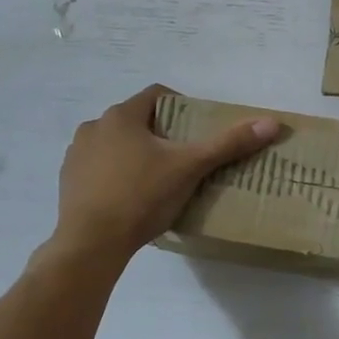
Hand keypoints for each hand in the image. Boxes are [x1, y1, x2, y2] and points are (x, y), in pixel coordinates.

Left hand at [50, 85, 280, 261]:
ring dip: (135, 154)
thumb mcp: (190, 168)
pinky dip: (115, 175)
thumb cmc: (142, 197)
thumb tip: (271, 122)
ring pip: (115, 144)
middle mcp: (94, 126)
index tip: (196, 130)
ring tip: (157, 180)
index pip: (156, 95)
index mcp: (121, 116)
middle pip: (136, 120)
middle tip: (183, 159)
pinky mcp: (68, 181)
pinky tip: (130, 198)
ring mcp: (76, 154)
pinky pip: (98, 168)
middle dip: (160, 134)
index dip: (181, 107)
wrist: (91, 243)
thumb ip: (228, 144)